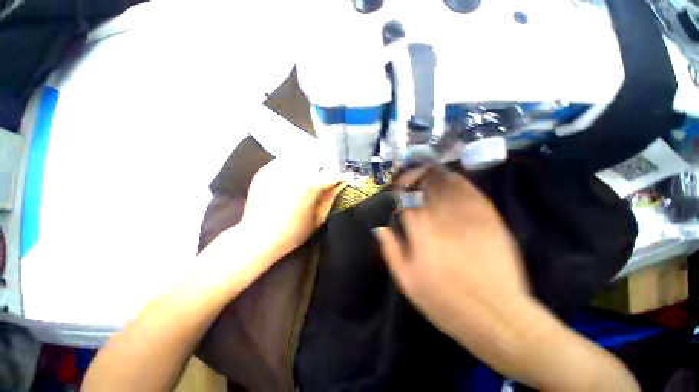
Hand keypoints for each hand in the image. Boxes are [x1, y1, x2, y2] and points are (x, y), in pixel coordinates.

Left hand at [241, 158, 346, 258]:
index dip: (341, 178)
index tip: (344, 180)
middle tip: (327, 178)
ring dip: (310, 164)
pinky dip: (293, 165)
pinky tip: (294, 175)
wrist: (258, 237)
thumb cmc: (293, 233)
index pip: (332, 175)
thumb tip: (340, 185)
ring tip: (311, 174)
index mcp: (310, 185)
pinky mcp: (265, 170)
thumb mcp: (318, 219)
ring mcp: (278, 169)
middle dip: (326, 169)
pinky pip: (285, 161)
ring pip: (301, 157)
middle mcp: (295, 172)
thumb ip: (330, 198)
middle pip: (318, 161)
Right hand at [374, 166, 527, 341]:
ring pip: (447, 182)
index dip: (400, 186)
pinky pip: (471, 190)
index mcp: (420, 231)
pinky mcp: (489, 218)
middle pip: (426, 183)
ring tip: (427, 171)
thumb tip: (379, 226)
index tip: (397, 185)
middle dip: (415, 175)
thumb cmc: (445, 302)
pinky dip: (458, 180)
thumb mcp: (407, 281)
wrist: (497, 315)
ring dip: (434, 173)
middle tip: (411, 174)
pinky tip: (451, 179)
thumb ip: (390, 249)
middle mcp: (442, 216)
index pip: (406, 196)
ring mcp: (468, 215)